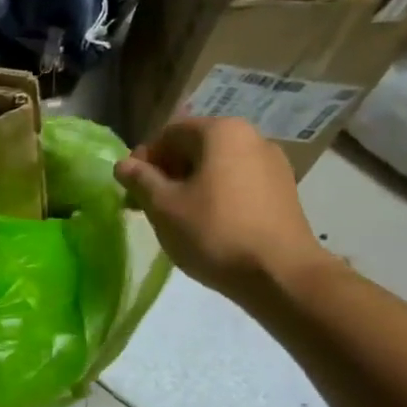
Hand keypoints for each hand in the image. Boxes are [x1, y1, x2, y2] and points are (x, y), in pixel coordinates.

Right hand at [114, 118, 333, 304]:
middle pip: (195, 148)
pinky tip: (207, 225)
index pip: (169, 133)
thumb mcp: (163, 206)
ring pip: (216, 167)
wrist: (280, 274)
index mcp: (221, 132)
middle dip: (166, 173)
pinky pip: (237, 183)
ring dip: (189, 186)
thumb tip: (122, 164)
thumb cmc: (213, 232)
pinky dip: (215, 196)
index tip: (131, 189)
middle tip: (148, 205)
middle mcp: (252, 137)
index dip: (144, 159)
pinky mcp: (283, 191)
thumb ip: (140, 180)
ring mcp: (273, 164)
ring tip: (175, 218)